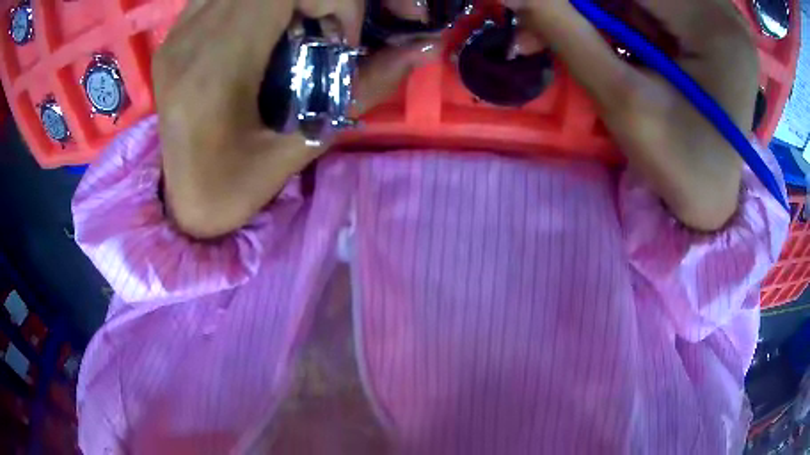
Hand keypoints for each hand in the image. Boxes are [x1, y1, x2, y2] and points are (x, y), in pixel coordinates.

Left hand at [155, 0, 438, 238]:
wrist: (178, 202)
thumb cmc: (232, 189)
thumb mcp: (302, 146)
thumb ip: (365, 88)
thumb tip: (424, 46)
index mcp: (214, 70)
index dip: (335, 0)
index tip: (344, 39)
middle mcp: (189, 38)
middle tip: (333, 23)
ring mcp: (178, 31)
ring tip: (305, 22)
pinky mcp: (176, 32)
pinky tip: (272, 21)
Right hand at [506, 0, 758, 230]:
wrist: (712, 198)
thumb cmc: (679, 166)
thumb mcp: (623, 100)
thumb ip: (565, 32)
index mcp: (715, 24)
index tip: (533, 8)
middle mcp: (721, 9)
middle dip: (588, 5)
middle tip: (544, 26)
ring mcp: (718, 15)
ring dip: (602, 11)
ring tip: (582, 43)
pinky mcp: (710, 25)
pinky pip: (653, 6)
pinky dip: (622, 17)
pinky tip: (615, 45)